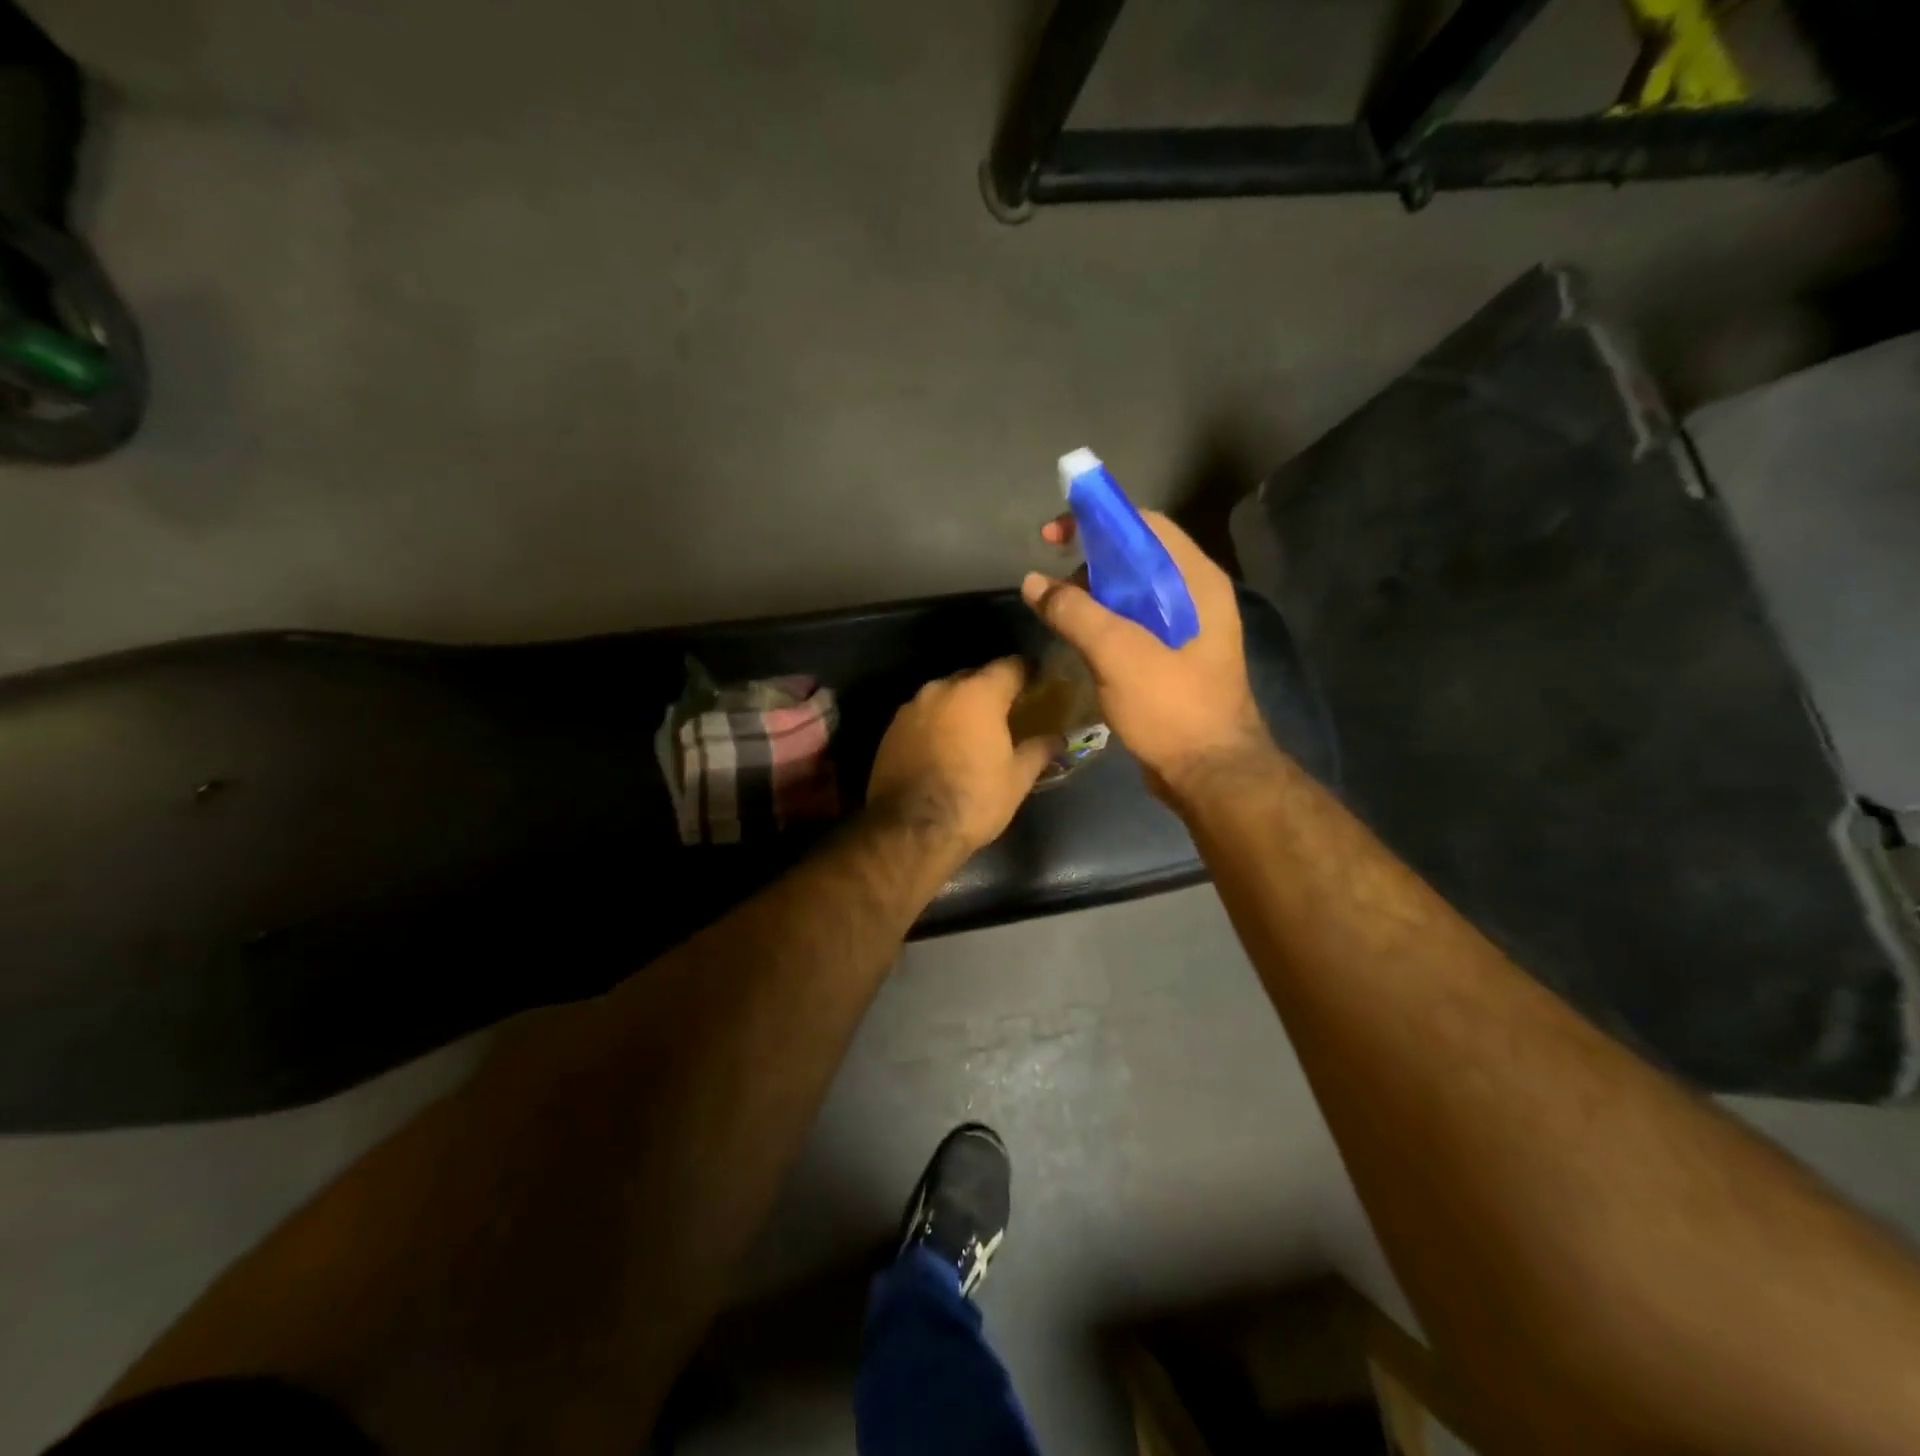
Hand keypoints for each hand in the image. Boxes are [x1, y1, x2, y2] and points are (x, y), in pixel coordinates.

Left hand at [867, 657, 1057, 856]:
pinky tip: (944, 746)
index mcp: (978, 693)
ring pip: (944, 696)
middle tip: (1007, 710)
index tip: (1038, 681)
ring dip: (960, 707)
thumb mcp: (1017, 778)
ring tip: (973, 730)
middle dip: (991, 689)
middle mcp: (941, 689)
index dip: (1028, 672)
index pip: (1011, 666)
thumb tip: (1058, 739)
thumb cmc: (973, 799)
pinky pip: (923, 716)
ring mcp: (911, 707)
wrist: (910, 830)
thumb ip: (1038, 750)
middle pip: (974, 677)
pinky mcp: (890, 729)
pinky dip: (937, 724)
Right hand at [1022, 510, 1271, 798]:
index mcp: (1196, 582)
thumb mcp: (1118, 654)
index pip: (1145, 526)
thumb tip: (1033, 582)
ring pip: (1132, 595)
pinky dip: (1103, 623)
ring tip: (1057, 611)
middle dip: (1089, 561)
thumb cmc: (1172, 707)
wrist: (1210, 774)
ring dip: (1092, 595)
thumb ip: (1075, 612)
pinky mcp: (1172, 659)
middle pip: (1137, 559)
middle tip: (1050, 579)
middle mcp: (1195, 598)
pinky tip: (1076, 638)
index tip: (1054, 535)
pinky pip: (1133, 626)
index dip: (1098, 521)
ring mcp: (1186, 631)